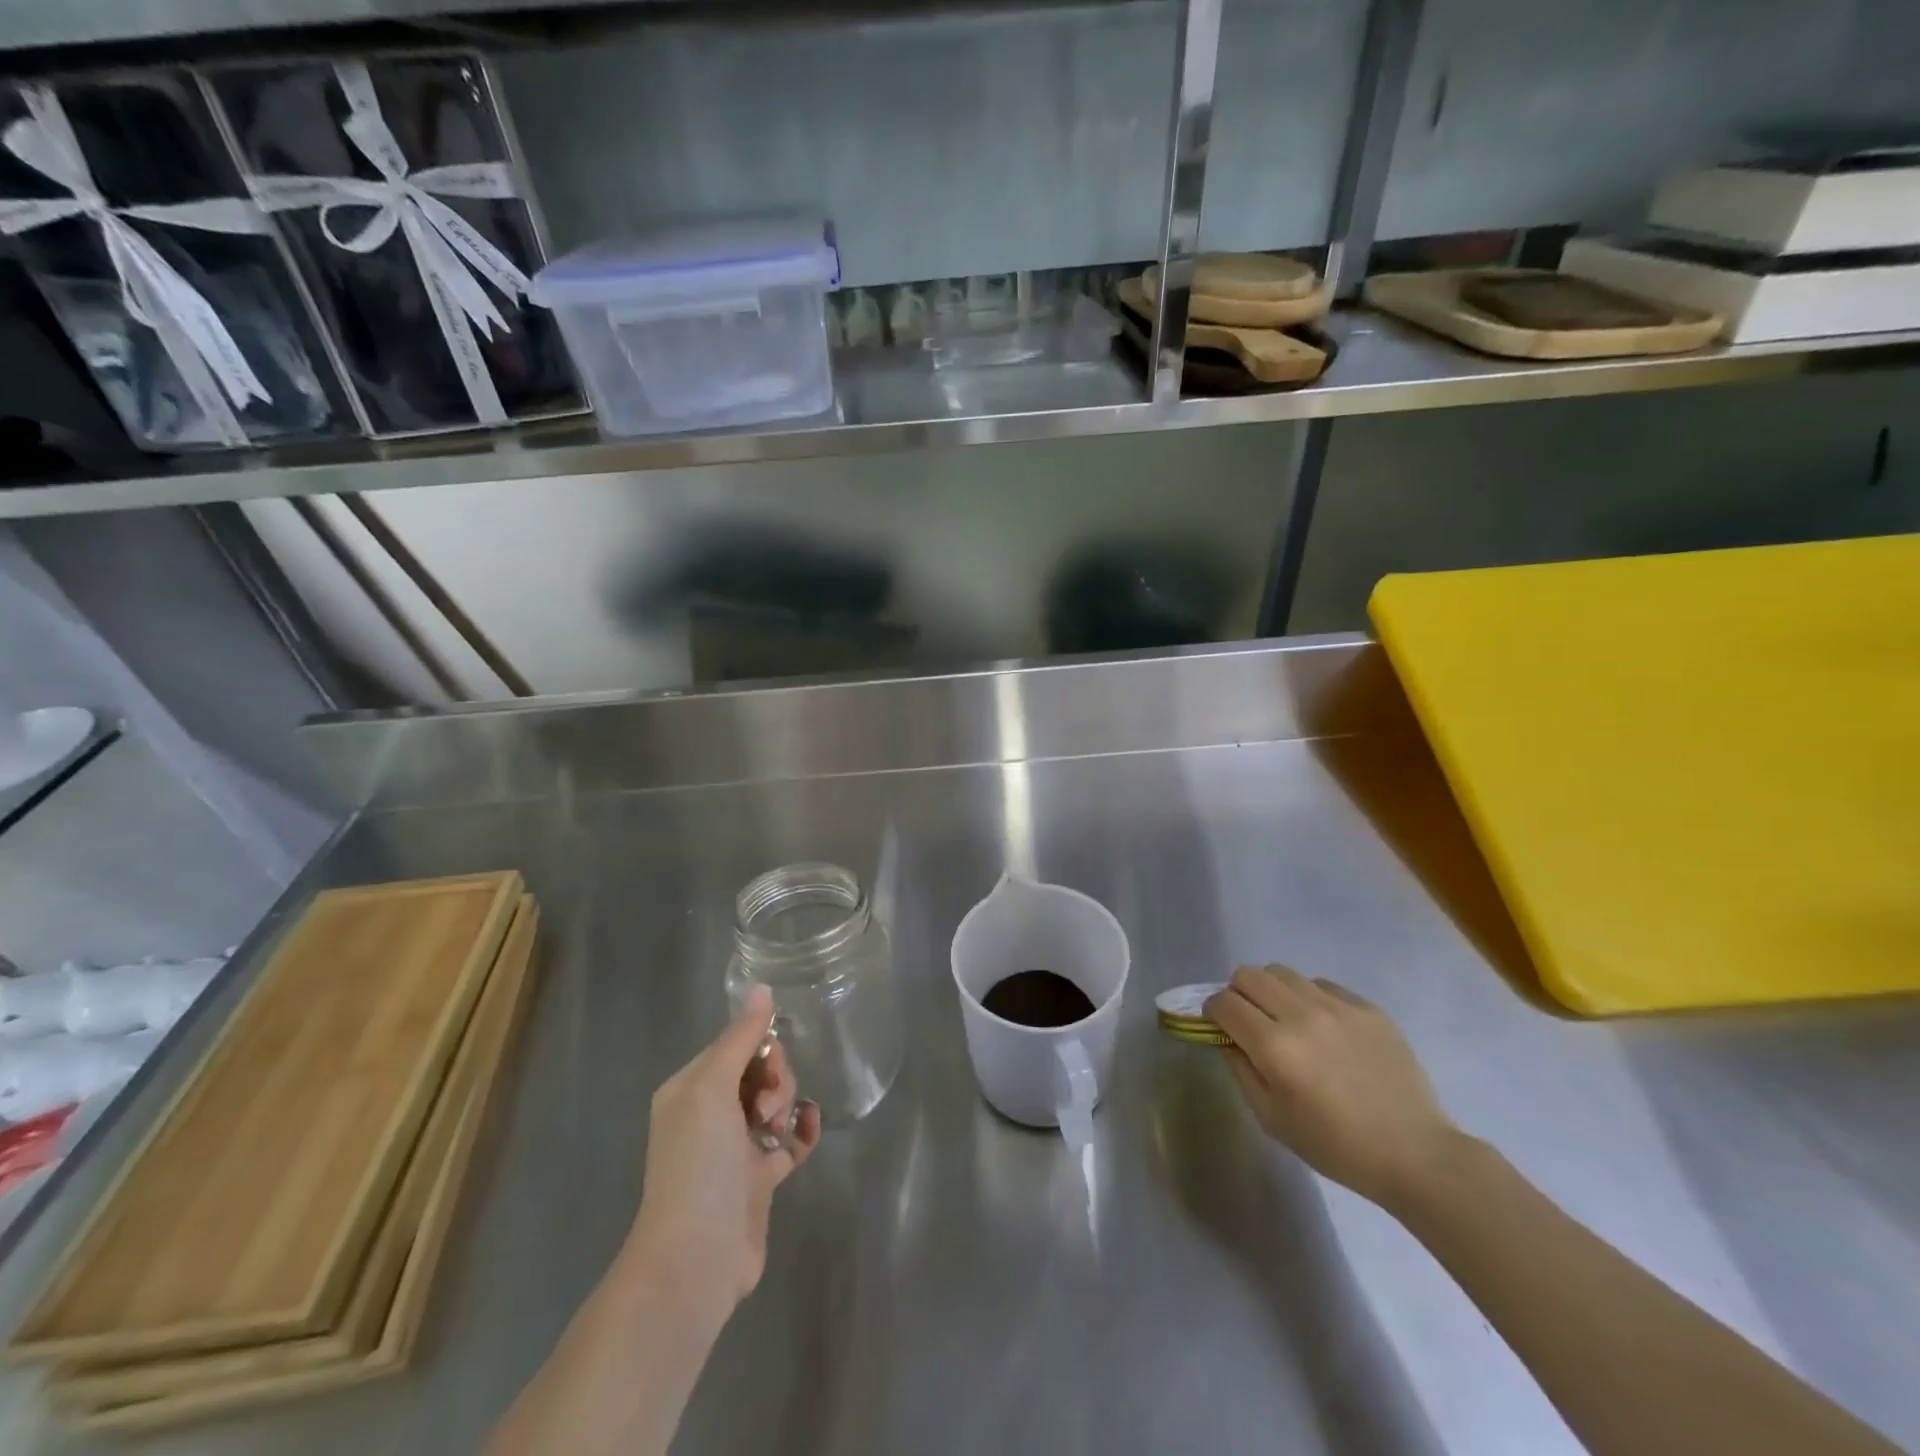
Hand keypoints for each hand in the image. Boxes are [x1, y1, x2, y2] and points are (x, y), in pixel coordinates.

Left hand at [622, 986, 821, 1320]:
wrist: (697, 1257)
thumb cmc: (698, 1162)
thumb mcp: (712, 1087)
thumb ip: (740, 1037)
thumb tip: (762, 988)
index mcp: (690, 1090)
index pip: (734, 1047)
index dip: (759, 1049)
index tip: (770, 1063)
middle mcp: (709, 1115)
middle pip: (757, 1072)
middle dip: (774, 1078)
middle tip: (767, 1106)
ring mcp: (734, 1149)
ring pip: (774, 1102)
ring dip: (785, 1103)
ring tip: (776, 1129)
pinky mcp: (759, 1179)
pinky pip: (790, 1140)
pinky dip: (802, 1130)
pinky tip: (809, 1125)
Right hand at [1205, 965, 1461, 1211]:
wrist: (1416, 1153)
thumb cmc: (1336, 1146)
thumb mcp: (1272, 1119)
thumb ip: (1240, 1069)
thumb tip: (1225, 1036)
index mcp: (1275, 1048)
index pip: (1224, 1003)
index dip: (1213, 1012)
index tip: (1219, 1028)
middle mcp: (1302, 1015)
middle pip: (1248, 975)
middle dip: (1238, 994)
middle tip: (1250, 1021)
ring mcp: (1338, 1006)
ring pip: (1283, 972)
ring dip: (1272, 991)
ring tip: (1286, 1020)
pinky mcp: (1367, 1007)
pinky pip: (1321, 984)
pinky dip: (1310, 998)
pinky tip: (1324, 1029)